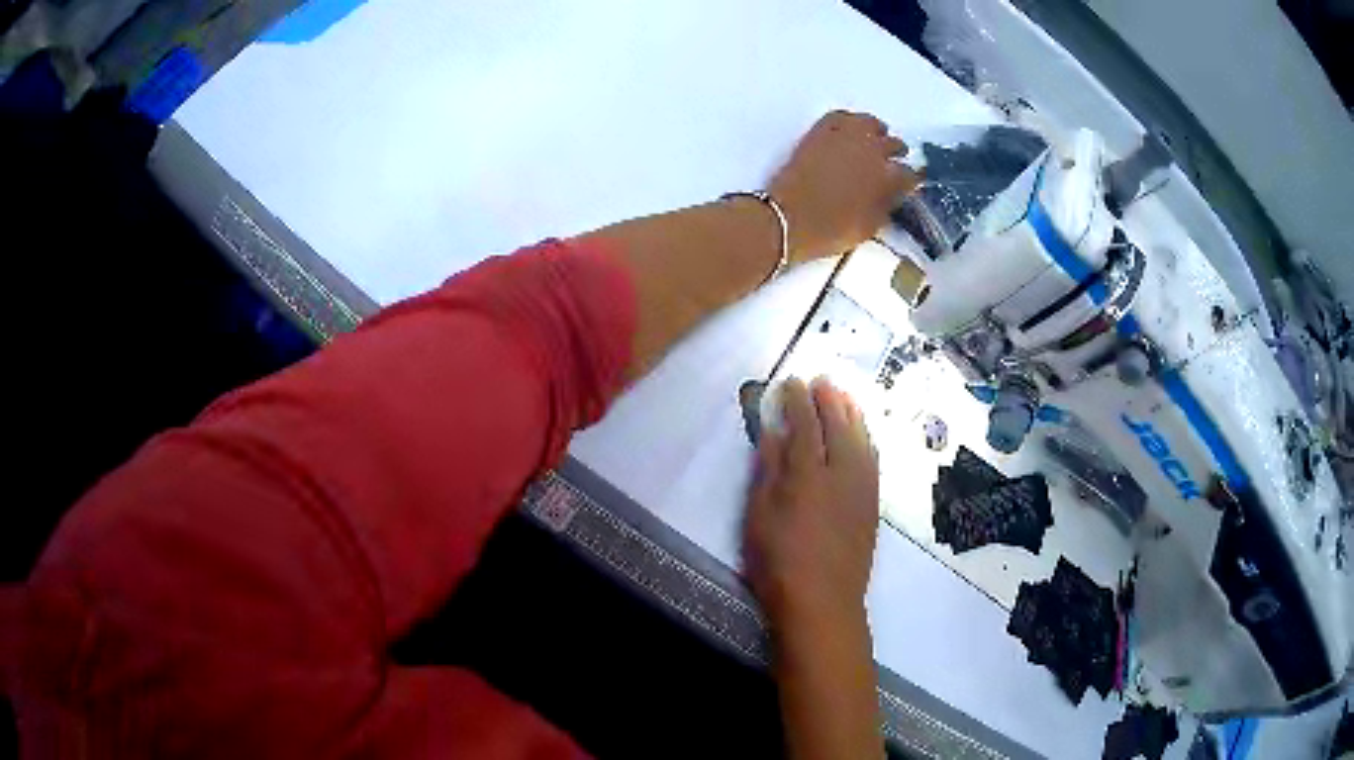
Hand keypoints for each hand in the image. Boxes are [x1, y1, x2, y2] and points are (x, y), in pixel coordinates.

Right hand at [744, 377, 879, 632]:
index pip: (805, 424)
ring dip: (853, 415)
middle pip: (839, 426)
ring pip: (861, 440)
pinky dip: (867, 440)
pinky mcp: (872, 506)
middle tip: (823, 381)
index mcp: (808, 473)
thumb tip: (774, 432)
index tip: (793, 382)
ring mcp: (862, 489)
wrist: (823, 602)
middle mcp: (841, 473)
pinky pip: (873, 461)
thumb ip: (769, 470)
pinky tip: (864, 437)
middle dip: (830, 400)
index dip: (798, 400)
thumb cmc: (779, 562)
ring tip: (845, 398)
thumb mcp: (759, 515)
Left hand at [769, 111, 920, 262]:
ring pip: (871, 124)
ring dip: (877, 132)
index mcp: (888, 178)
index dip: (911, 180)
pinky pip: (842, 116)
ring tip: (875, 140)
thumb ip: (886, 207)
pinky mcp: (821, 131)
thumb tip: (894, 196)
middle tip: (893, 163)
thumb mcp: (869, 227)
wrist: (788, 218)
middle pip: (893, 145)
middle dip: (896, 154)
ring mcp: (846, 137)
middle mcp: (872, 151)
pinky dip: (850, 121)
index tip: (910, 184)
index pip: (910, 174)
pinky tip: (851, 129)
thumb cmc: (830, 230)